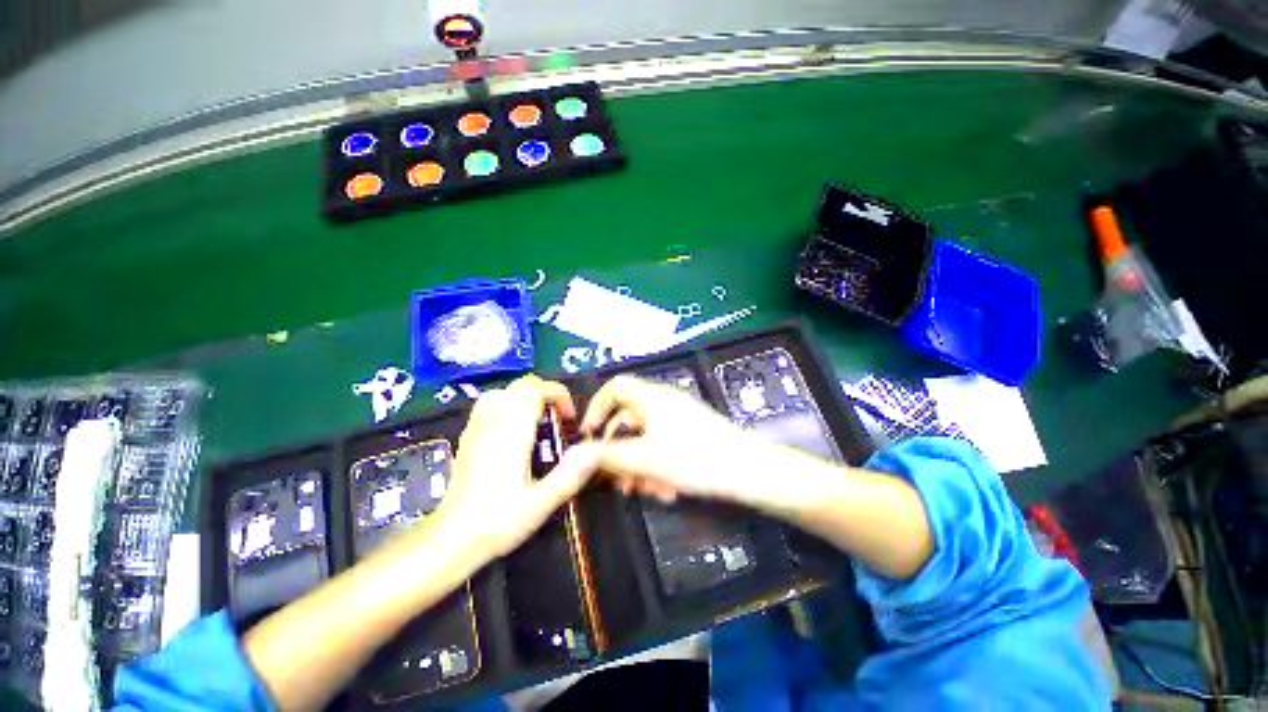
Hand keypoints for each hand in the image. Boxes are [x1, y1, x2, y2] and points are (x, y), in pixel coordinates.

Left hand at [431, 375, 601, 560]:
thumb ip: (570, 474)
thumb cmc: (498, 521)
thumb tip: (596, 449)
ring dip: (527, 396)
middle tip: (559, 418)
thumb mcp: (541, 503)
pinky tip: (515, 427)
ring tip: (540, 419)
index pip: (536, 390)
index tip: (569, 417)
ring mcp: (478, 427)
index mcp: (513, 432)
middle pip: (521, 385)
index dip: (559, 395)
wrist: (450, 539)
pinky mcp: (468, 436)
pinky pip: (489, 404)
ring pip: (504, 391)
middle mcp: (494, 422)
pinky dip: (508, 404)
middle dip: (546, 393)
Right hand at [580, 375, 780, 510]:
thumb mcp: (646, 459)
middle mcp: (663, 401)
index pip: (614, 387)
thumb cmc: (696, 459)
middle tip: (618, 481)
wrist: (750, 471)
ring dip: (639, 464)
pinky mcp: (690, 432)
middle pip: (628, 418)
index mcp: (650, 397)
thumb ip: (609, 455)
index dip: (596, 407)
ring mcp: (678, 417)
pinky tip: (666, 490)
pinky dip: (657, 465)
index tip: (589, 436)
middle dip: (619, 451)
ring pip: (645, 437)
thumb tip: (578, 453)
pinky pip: (662, 444)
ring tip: (646, 492)